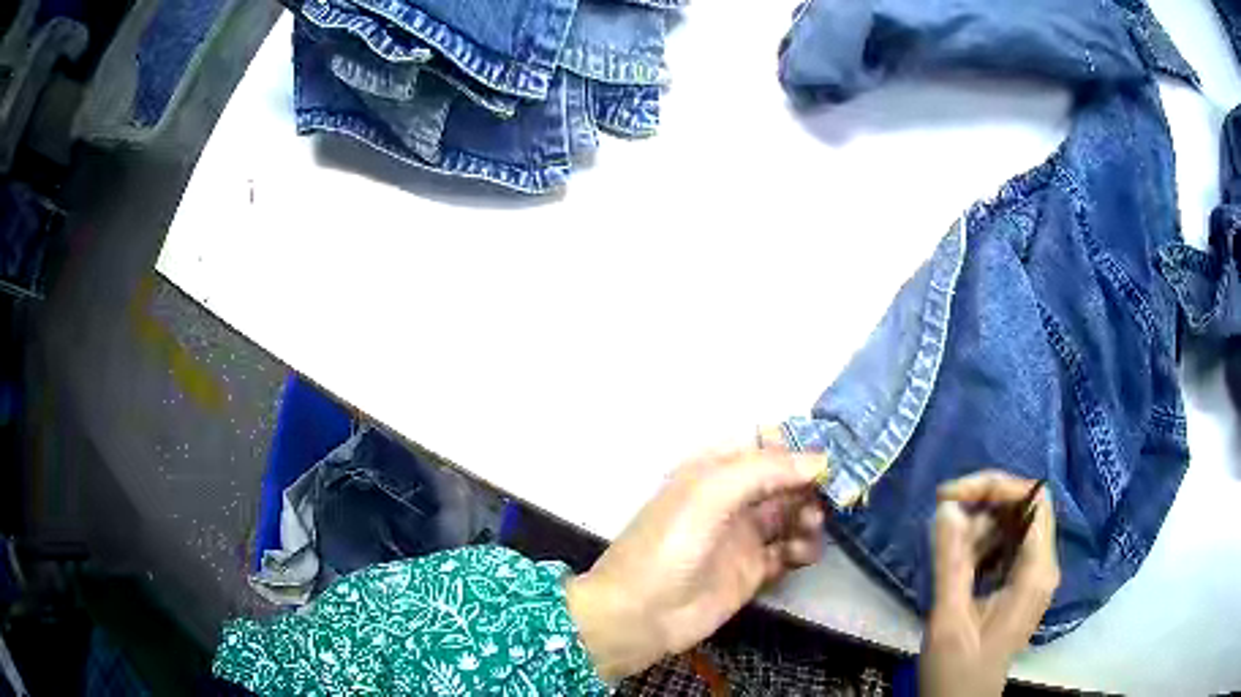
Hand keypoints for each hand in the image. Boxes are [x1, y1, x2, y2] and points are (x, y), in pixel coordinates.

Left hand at [566, 447, 828, 681]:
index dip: (798, 447)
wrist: (640, 614)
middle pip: (785, 481)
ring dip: (809, 516)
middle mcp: (732, 498)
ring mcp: (743, 536)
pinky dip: (803, 548)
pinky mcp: (752, 570)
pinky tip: (802, 553)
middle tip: (834, 495)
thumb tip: (820, 460)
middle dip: (810, 484)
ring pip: (791, 514)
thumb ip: (765, 471)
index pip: (766, 445)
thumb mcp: (710, 494)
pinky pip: (789, 551)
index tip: (831, 454)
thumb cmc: (669, 545)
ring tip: (809, 527)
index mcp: (714, 470)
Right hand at [920, 471, 1060, 696]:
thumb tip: (946, 506)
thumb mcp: (950, 618)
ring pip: (1013, 524)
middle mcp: (1043, 566)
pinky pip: (1006, 546)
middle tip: (943, 516)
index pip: (1033, 499)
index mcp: (1036, 571)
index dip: (995, 485)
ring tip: (947, 547)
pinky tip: (958, 563)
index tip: (950, 495)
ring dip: (979, 526)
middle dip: (984, 503)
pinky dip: (980, 544)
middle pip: (1024, 507)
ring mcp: (1033, 575)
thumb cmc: (958, 670)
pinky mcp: (1020, 585)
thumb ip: (950, 561)